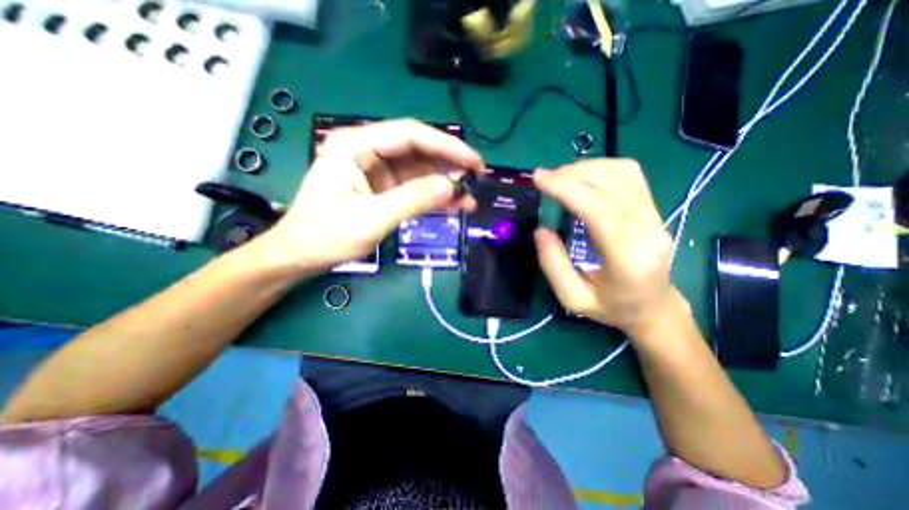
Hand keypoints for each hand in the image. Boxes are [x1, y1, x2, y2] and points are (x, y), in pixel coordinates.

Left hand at [261, 118, 481, 273]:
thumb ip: (412, 200)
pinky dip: (433, 195)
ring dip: (444, 183)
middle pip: (418, 149)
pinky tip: (452, 204)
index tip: (474, 162)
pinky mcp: (383, 187)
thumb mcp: (370, 219)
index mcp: (356, 145)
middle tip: (477, 179)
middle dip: (449, 164)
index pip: (410, 135)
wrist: (301, 254)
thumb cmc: (325, 235)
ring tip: (468, 199)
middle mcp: (367, 150)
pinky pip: (414, 186)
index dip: (447, 146)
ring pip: (419, 169)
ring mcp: (376, 169)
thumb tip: (451, 186)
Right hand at [533, 160, 672, 338]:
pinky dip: (602, 167)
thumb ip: (553, 265)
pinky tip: (583, 177)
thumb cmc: (611, 307)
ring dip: (586, 168)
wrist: (654, 308)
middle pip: (611, 184)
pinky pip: (631, 175)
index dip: (567, 188)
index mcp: (627, 258)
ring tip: (560, 177)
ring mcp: (656, 216)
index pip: (598, 209)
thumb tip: (540, 229)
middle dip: (571, 174)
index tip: (539, 178)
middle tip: (544, 179)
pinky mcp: (654, 209)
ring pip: (623, 173)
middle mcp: (648, 230)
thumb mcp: (573, 298)